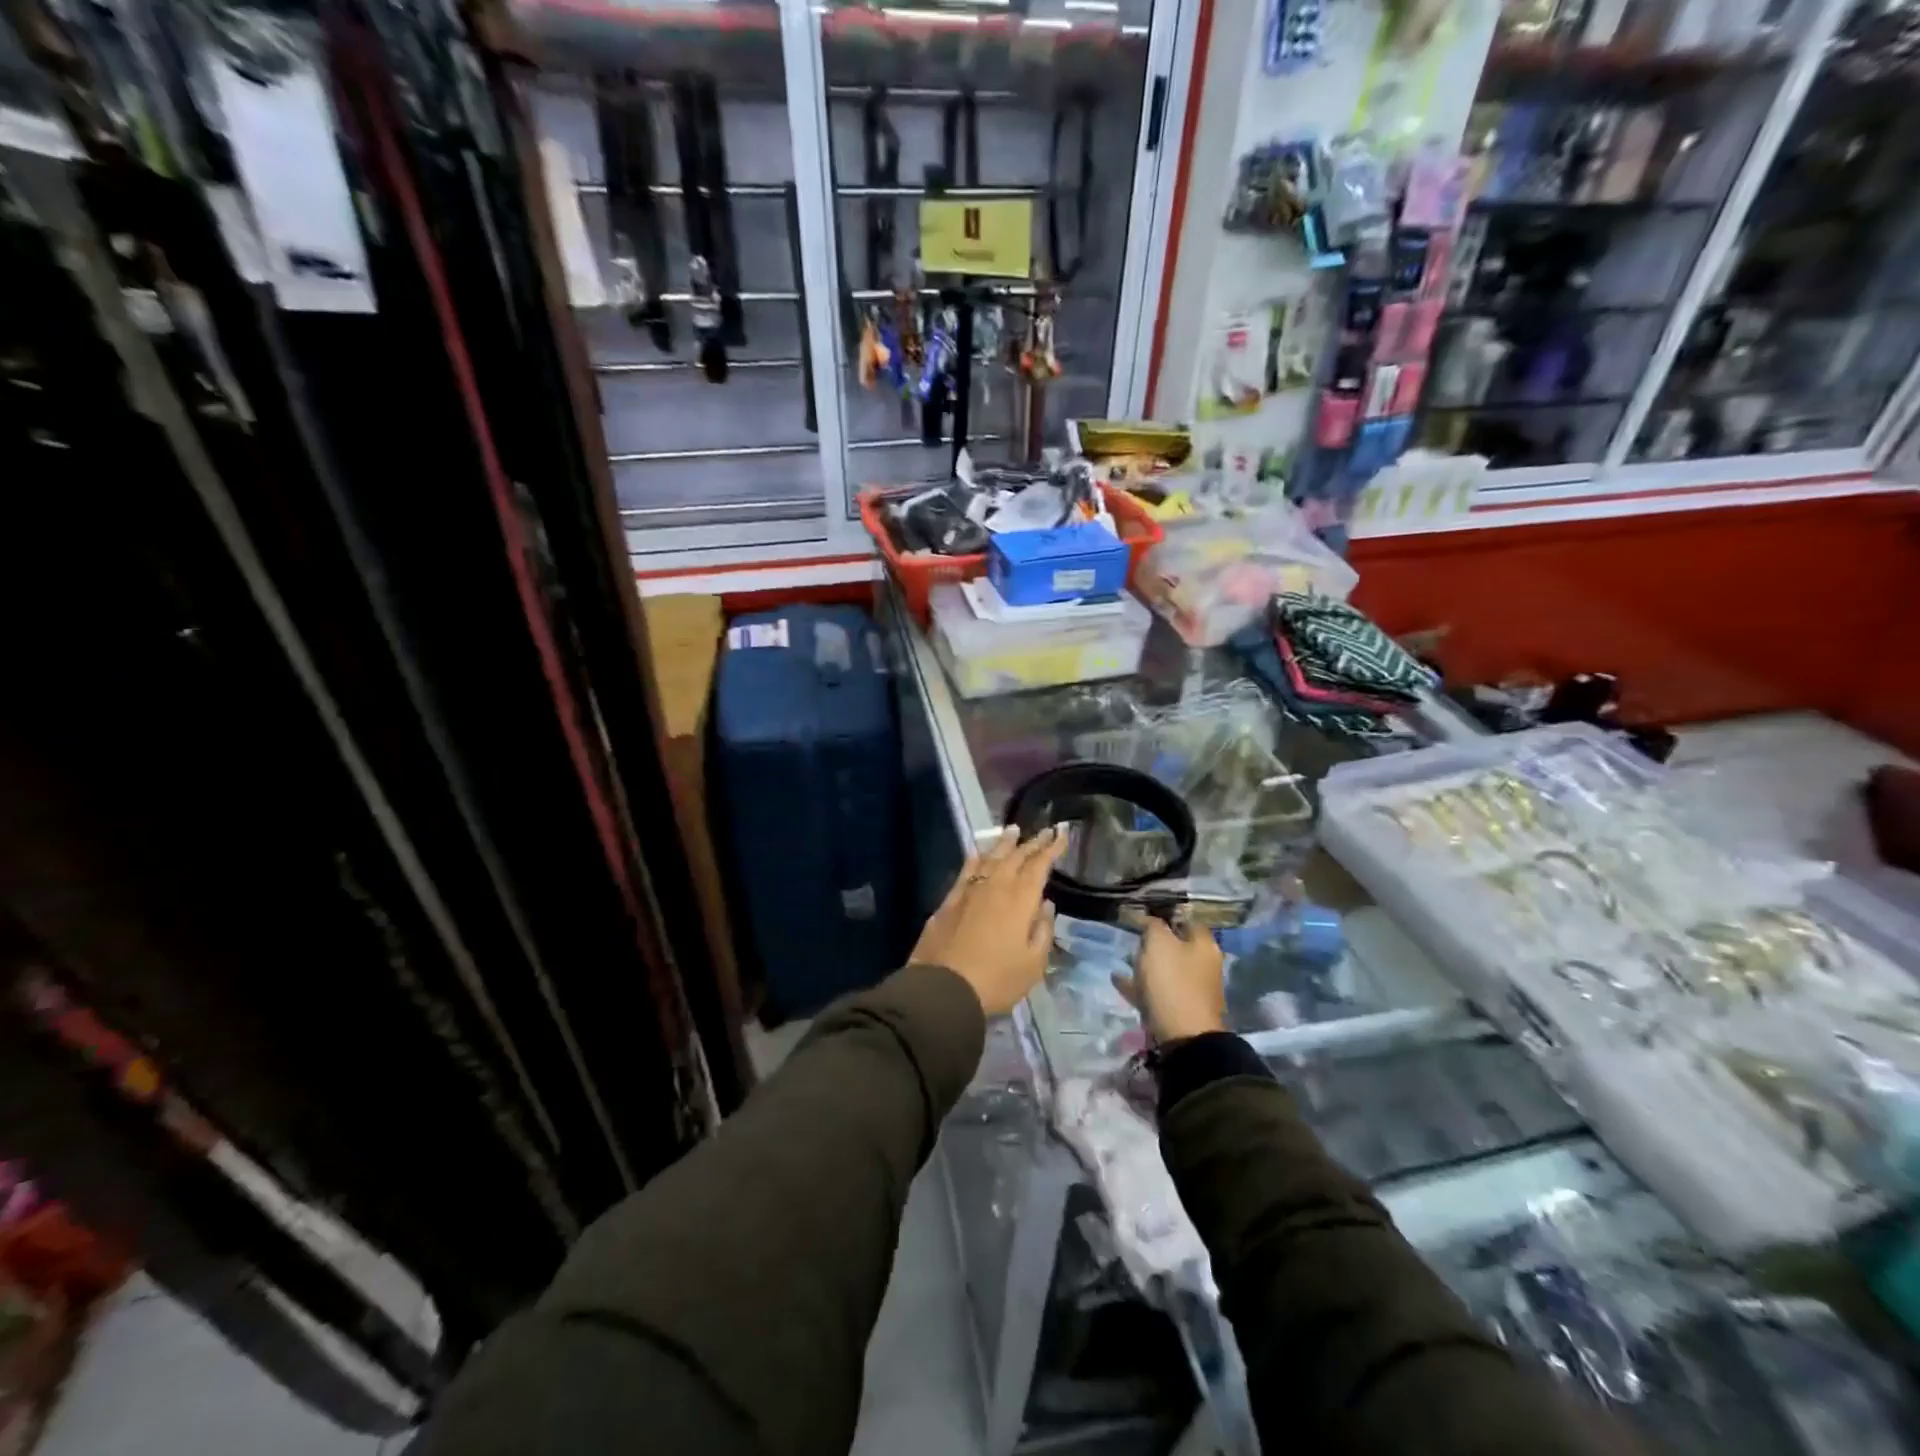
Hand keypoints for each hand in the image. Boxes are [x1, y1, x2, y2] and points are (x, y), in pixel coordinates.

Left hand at [911, 826, 1067, 1016]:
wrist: (943, 988)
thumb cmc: (997, 980)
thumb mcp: (1033, 964)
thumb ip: (1043, 930)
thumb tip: (1045, 905)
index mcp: (1020, 900)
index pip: (1039, 866)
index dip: (1052, 848)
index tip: (1062, 833)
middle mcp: (995, 886)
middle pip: (1016, 857)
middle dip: (1032, 843)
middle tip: (1045, 831)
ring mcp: (969, 891)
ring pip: (990, 858)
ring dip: (1004, 843)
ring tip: (1013, 830)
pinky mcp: (949, 901)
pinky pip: (966, 870)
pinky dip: (975, 858)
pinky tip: (978, 853)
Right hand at [1114, 918, 1225, 1042]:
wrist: (1184, 1037)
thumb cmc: (1173, 982)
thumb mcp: (1159, 944)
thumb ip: (1152, 926)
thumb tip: (1148, 919)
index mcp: (1204, 945)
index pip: (1185, 919)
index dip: (1164, 915)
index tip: (1141, 914)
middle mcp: (1203, 965)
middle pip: (1176, 945)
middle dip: (1154, 941)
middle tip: (1132, 937)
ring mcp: (1192, 989)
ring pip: (1166, 969)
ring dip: (1145, 963)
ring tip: (1124, 959)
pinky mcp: (1179, 1009)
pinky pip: (1156, 991)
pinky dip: (1139, 985)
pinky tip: (1118, 980)